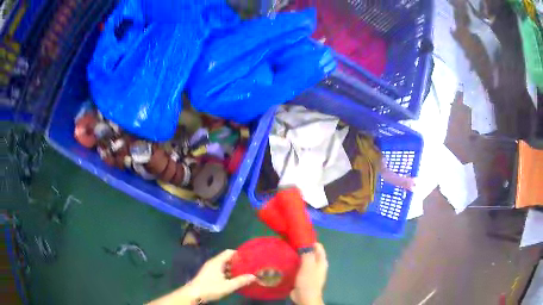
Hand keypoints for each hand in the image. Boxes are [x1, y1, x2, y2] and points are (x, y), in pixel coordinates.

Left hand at [188, 249, 255, 302]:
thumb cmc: (210, 288)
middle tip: (250, 267)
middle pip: (227, 259)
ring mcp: (210, 269)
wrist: (194, 294)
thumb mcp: (228, 286)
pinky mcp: (209, 275)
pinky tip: (235, 279)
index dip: (239, 254)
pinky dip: (228, 273)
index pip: (229, 252)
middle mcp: (213, 263)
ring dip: (234, 269)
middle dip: (238, 263)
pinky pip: (221, 270)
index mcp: (217, 262)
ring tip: (245, 273)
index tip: (249, 258)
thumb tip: (254, 276)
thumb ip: (241, 281)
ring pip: (224, 265)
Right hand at [291, 243, 327, 304]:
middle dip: (301, 248)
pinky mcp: (302, 276)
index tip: (298, 237)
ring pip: (303, 259)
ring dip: (296, 255)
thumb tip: (305, 242)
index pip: (318, 246)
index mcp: (321, 261)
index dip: (309, 241)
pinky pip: (298, 266)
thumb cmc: (308, 281)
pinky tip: (285, 261)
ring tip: (285, 250)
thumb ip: (308, 254)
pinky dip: (293, 263)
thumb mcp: (308, 266)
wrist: (305, 297)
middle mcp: (317, 265)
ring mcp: (309, 271)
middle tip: (289, 242)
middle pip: (310, 252)